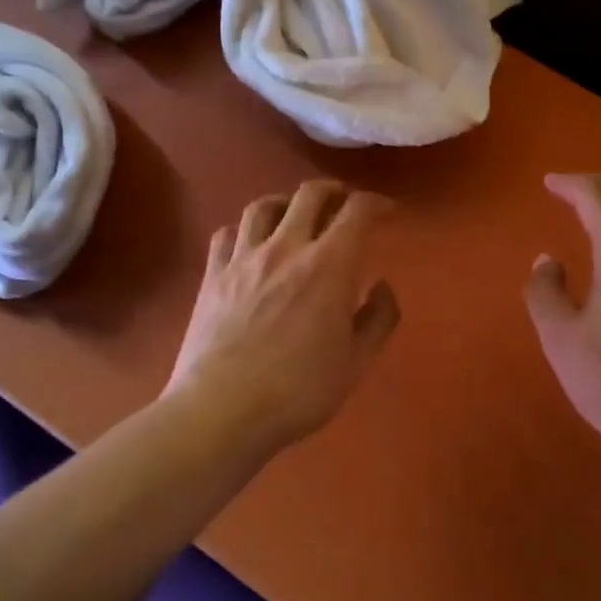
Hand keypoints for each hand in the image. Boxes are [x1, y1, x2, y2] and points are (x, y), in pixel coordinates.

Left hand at [167, 180, 400, 455]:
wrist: (222, 409)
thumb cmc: (300, 390)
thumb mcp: (357, 362)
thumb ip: (378, 318)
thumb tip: (381, 285)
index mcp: (329, 266)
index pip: (358, 212)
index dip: (377, 204)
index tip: (388, 212)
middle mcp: (286, 248)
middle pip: (309, 195)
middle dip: (334, 191)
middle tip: (344, 202)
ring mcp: (243, 259)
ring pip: (264, 206)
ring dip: (287, 202)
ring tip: (295, 214)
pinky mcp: (212, 275)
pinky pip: (227, 234)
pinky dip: (245, 230)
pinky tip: (250, 244)